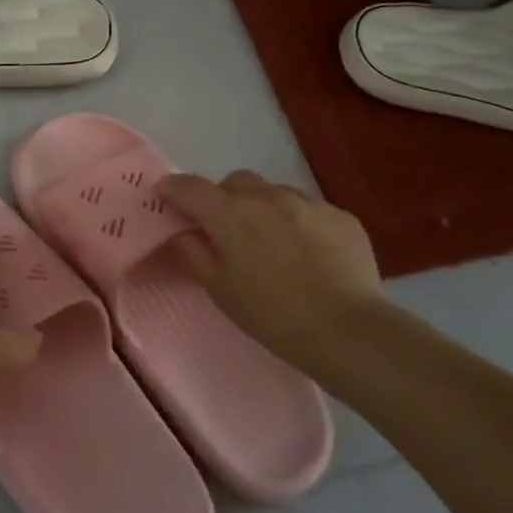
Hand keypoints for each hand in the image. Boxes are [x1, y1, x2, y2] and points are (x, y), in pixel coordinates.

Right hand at [157, 169, 385, 372]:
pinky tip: (308, 252)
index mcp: (230, 213)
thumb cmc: (271, 314)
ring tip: (272, 241)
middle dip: (224, 198)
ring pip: (274, 192)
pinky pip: (309, 208)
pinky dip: (298, 221)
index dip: (173, 188)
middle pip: (235, 182)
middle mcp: (267, 196)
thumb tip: (184, 233)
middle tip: (226, 228)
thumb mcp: (220, 290)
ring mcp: (308, 202)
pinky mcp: (341, 216)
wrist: (346, 330)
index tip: (165, 196)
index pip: (190, 187)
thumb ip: (194, 254)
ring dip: (263, 207)